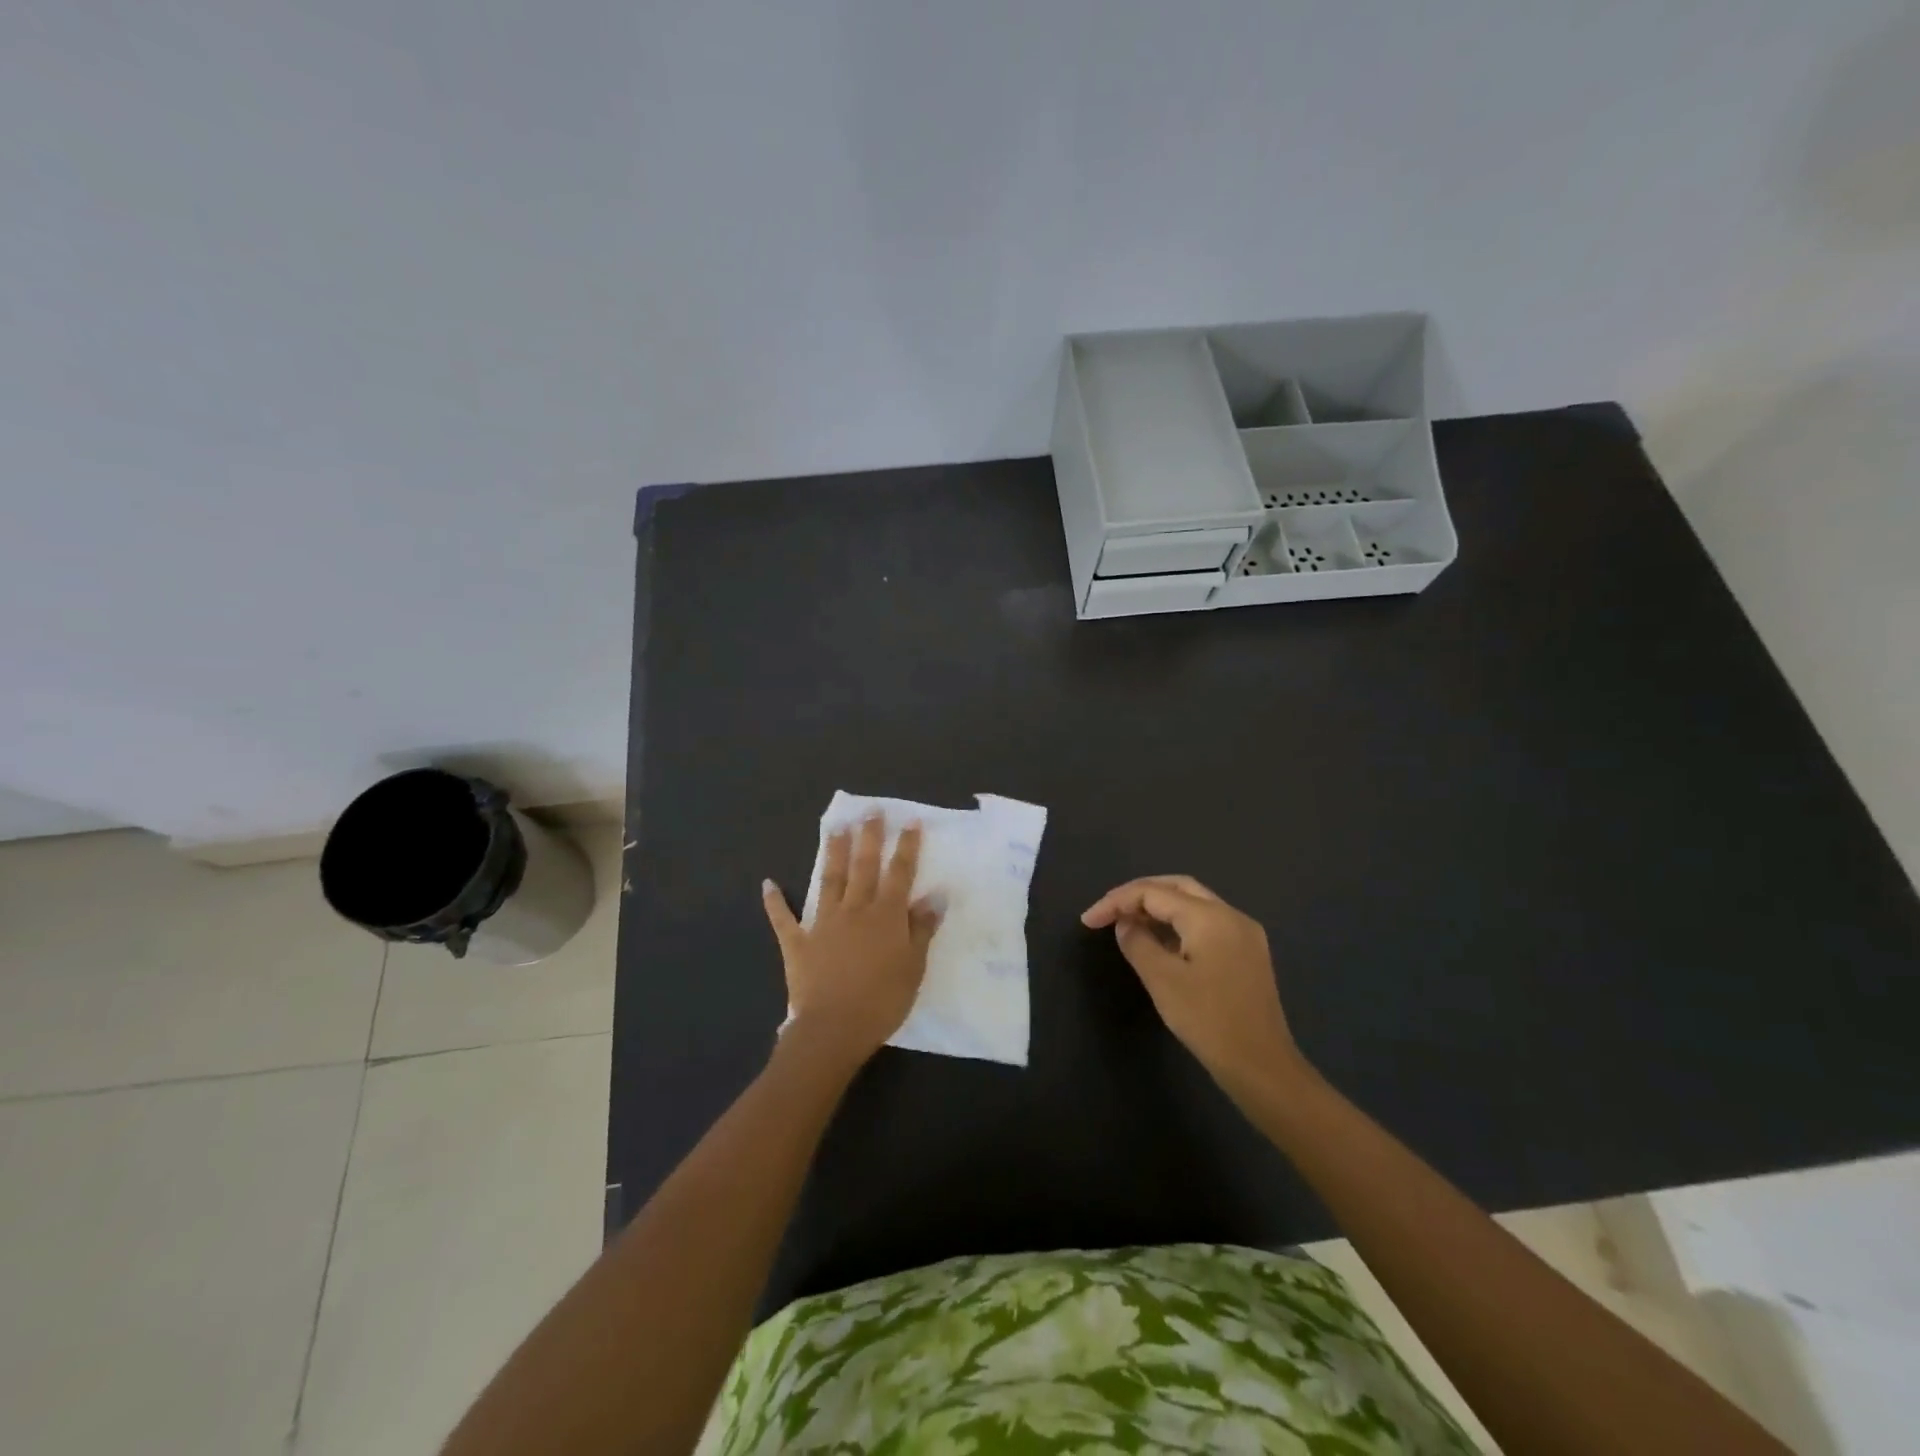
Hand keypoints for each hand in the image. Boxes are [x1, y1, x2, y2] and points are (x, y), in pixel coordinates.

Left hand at [763, 815, 941, 1066]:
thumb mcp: (913, 967)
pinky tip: (768, 884)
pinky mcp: (798, 943)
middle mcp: (854, 910)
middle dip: (869, 837)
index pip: (900, 873)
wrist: (834, 1029)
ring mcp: (823, 923)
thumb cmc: (883, 1000)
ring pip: (829, 881)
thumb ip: (921, 929)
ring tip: (835, 829)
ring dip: (833, 853)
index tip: (911, 821)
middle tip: (870, 811)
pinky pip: (784, 919)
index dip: (907, 847)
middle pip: (863, 866)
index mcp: (885, 915)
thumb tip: (934, 896)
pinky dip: (775, 902)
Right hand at [1082, 875, 1303, 1088]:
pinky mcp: (1247, 953)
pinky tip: (1160, 943)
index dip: (1116, 901)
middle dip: (1138, 895)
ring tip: (1127, 926)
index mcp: (1209, 916)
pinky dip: (1178, 925)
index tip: (1088, 921)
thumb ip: (1137, 943)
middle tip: (1108, 912)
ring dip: (1159, 909)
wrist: (1262, 1067)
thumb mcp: (1162, 981)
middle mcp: (1230, 915)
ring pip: (1194, 904)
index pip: (1153, 892)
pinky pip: (1206, 924)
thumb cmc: (1208, 1021)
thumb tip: (1125, 924)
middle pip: (1176, 887)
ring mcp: (1244, 933)